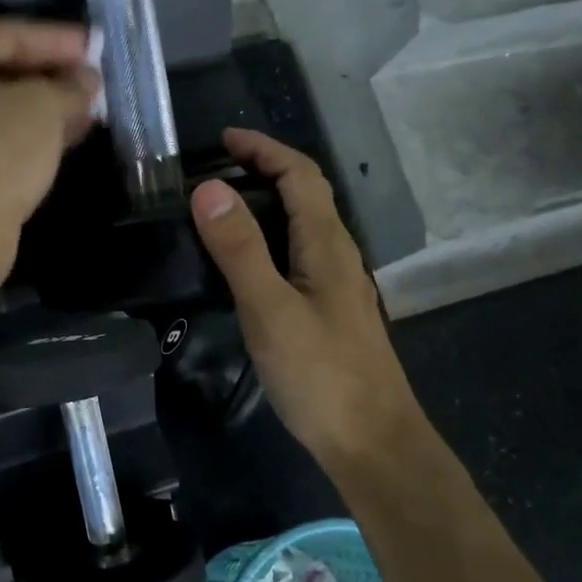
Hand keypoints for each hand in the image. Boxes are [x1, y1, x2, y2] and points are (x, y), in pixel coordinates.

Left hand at [0, 18, 98, 236]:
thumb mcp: (45, 105)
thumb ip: (70, 85)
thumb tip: (87, 81)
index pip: (10, 34)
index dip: (59, 40)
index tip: (98, 46)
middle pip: (5, 69)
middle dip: (55, 74)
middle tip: (96, 77)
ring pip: (6, 105)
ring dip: (50, 104)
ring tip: (93, 105)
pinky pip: (2, 133)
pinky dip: (35, 130)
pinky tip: (72, 132)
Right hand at [190, 129, 423, 472]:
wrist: (372, 442)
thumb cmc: (321, 374)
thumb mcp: (269, 308)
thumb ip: (240, 249)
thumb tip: (209, 187)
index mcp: (327, 244)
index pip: (300, 174)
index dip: (264, 149)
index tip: (223, 139)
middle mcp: (338, 255)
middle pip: (305, 194)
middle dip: (264, 169)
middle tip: (214, 171)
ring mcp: (338, 285)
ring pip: (303, 226)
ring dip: (267, 203)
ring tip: (221, 208)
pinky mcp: (330, 311)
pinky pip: (299, 255)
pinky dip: (270, 238)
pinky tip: (247, 264)